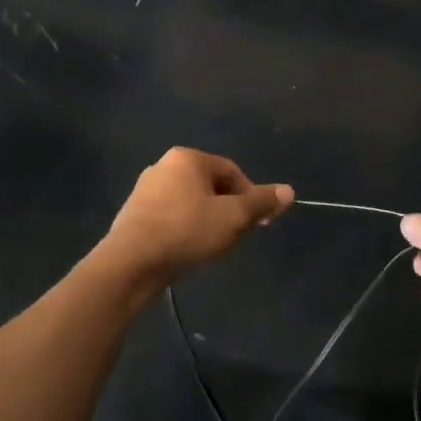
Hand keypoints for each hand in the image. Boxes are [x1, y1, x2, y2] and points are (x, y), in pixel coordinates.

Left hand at [98, 148, 293, 287]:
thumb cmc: (187, 231)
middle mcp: (164, 166)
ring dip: (208, 221)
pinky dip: (186, 229)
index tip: (258, 223)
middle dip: (229, 210)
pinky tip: (188, 250)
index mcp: (188, 158)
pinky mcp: (134, 214)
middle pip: (211, 186)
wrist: (131, 262)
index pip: (233, 172)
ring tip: (213, 246)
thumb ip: (261, 202)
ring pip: (191, 202)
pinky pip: (172, 216)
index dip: (251, 196)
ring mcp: (145, 190)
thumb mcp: (233, 217)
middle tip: (237, 237)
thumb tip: (289, 191)